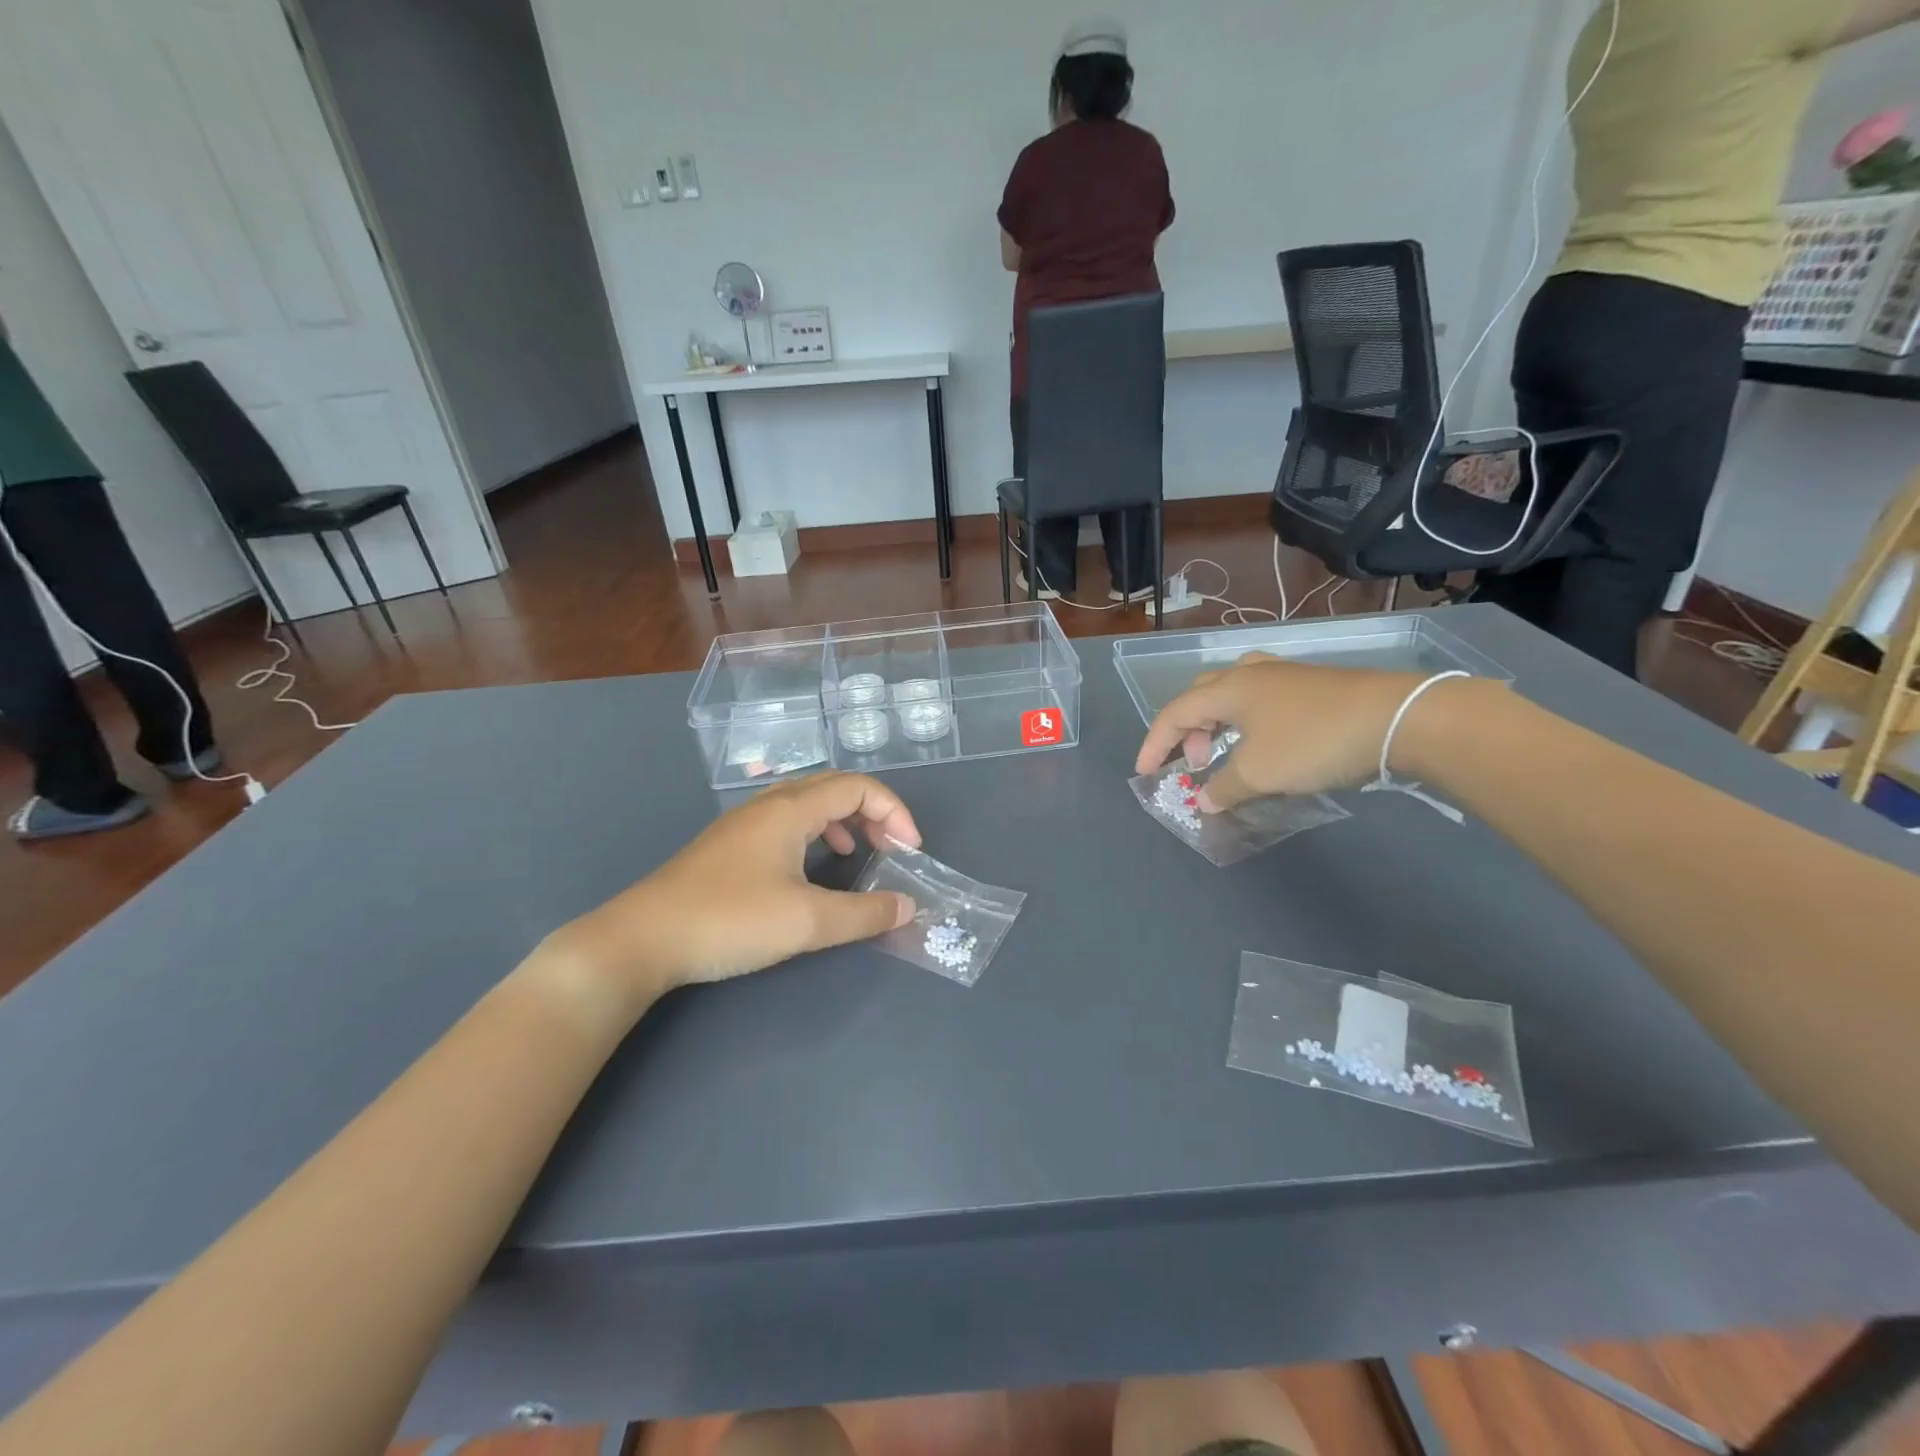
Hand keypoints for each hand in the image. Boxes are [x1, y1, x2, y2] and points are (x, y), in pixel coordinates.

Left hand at [543, 773, 919, 1006]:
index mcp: (791, 809)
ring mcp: (744, 823)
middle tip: (891, 849)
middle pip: (835, 786)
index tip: (909, 852)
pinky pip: (787, 822)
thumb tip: (908, 907)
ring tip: (858, 854)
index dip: (894, 812)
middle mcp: (769, 804)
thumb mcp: (807, 922)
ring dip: (844, 821)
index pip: (859, 786)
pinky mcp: (728, 846)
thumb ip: (864, 914)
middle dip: (873, 812)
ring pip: (808, 803)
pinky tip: (810, 868)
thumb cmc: (729, 920)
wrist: (641, 940)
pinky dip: (815, 834)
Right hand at [1134, 656, 1496, 811]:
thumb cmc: (1313, 742)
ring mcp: (1285, 677)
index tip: (1144, 774)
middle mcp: (1251, 675)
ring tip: (1229, 755)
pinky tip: (1267, 747)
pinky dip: (1249, 724)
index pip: (1174, 713)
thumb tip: (1204, 800)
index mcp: (1228, 689)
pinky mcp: (1314, 686)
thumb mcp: (1259, 773)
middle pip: (1201, 696)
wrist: (1397, 718)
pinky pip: (1263, 701)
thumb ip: (1224, 788)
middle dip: (1188, 732)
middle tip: (1196, 764)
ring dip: (1219, 726)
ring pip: (1233, 695)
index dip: (1154, 744)